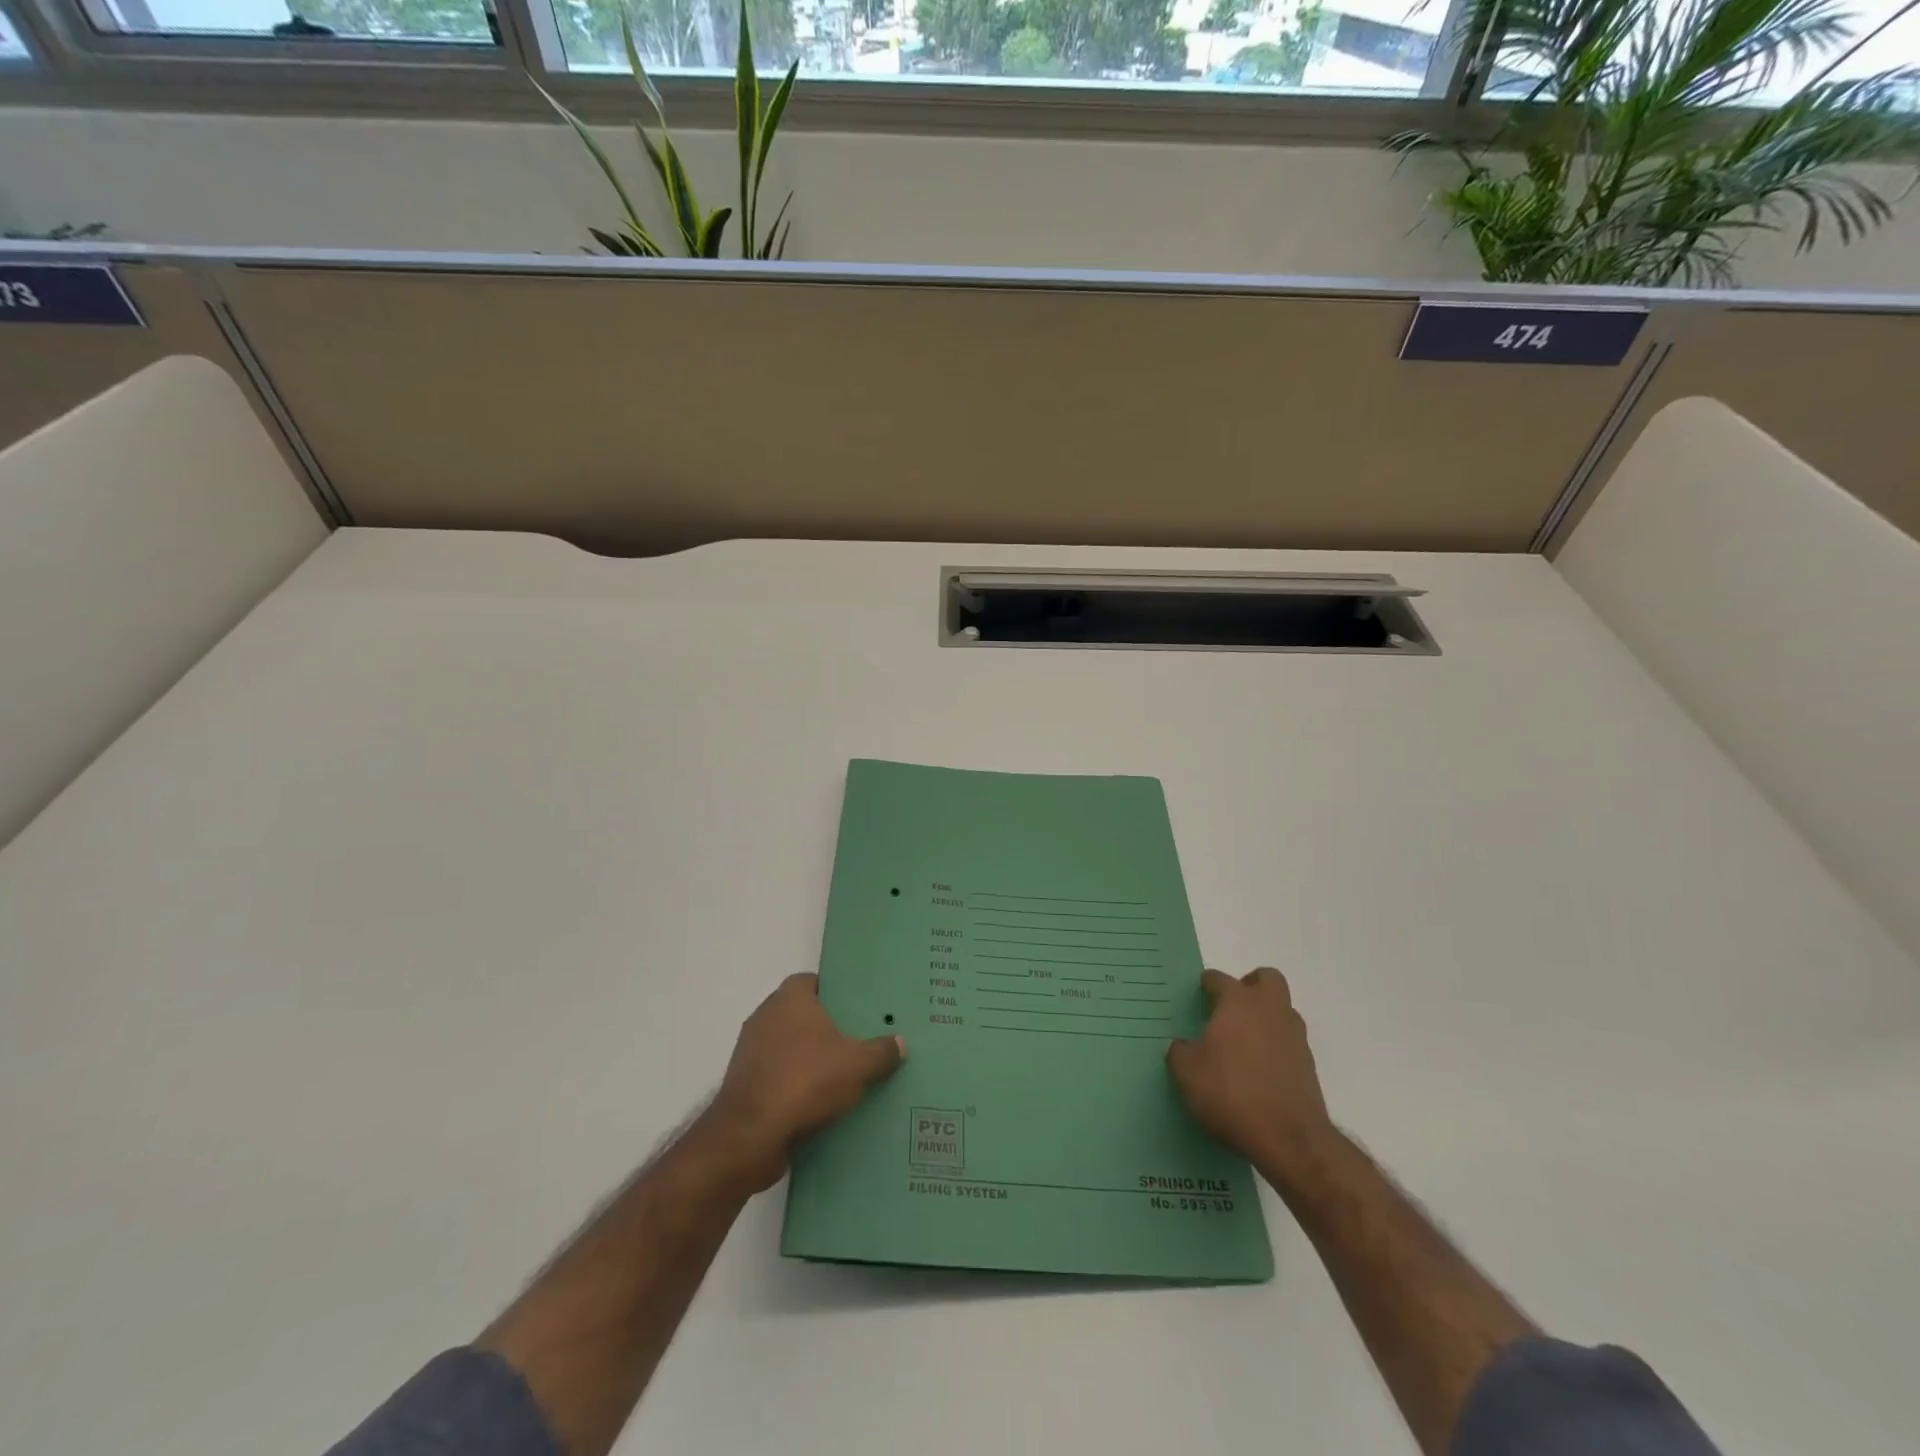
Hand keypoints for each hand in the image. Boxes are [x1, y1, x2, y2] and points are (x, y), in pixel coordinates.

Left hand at [704, 973, 904, 1190]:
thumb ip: (881, 1051)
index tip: (858, 1007)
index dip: (835, 991)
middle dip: (827, 1027)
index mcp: (790, 999)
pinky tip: (821, 1102)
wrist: (750, 1136)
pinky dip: (796, 1084)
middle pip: (802, 1014)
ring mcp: (751, 1051)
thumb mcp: (857, 1065)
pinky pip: (779, 1075)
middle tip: (859, 1039)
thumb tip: (901, 1042)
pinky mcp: (746, 1084)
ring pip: (790, 1047)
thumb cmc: (805, 1081)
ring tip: (845, 1072)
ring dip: (811, 1058)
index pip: (812, 981)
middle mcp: (765, 1016)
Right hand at [1166, 967, 1337, 1183]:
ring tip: (1244, 1043)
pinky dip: (1276, 1048)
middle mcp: (1270, 1010)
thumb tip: (1181, 1046)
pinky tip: (1259, 1071)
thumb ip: (1179, 1052)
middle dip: (1250, 986)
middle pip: (1267, 979)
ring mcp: (1294, 1036)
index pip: (1219, 979)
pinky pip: (1289, 1042)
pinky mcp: (1309, 1065)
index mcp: (1238, 1002)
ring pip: (1283, 1010)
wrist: (1289, 1138)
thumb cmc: (1231, 1092)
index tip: (1198, 998)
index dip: (1206, 986)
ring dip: (1266, 1018)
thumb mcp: (1187, 1073)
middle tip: (1231, 1008)